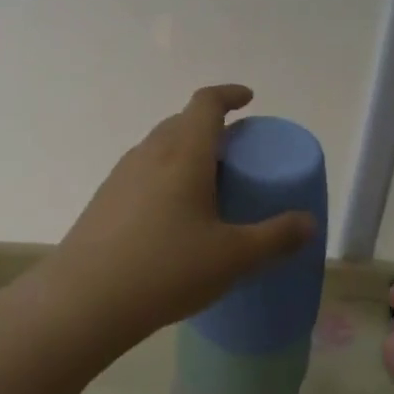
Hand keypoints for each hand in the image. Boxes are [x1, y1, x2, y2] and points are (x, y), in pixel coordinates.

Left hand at [41, 85, 315, 351]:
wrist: (84, 299)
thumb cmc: (166, 269)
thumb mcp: (233, 258)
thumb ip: (275, 238)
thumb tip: (309, 223)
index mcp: (184, 154)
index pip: (206, 103)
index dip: (229, 94)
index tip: (248, 99)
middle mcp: (150, 154)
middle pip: (181, 121)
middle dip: (211, 126)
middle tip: (235, 151)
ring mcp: (121, 175)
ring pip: (159, 147)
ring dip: (185, 151)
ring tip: (206, 184)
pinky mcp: (104, 199)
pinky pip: (142, 172)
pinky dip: (164, 175)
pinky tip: (171, 216)